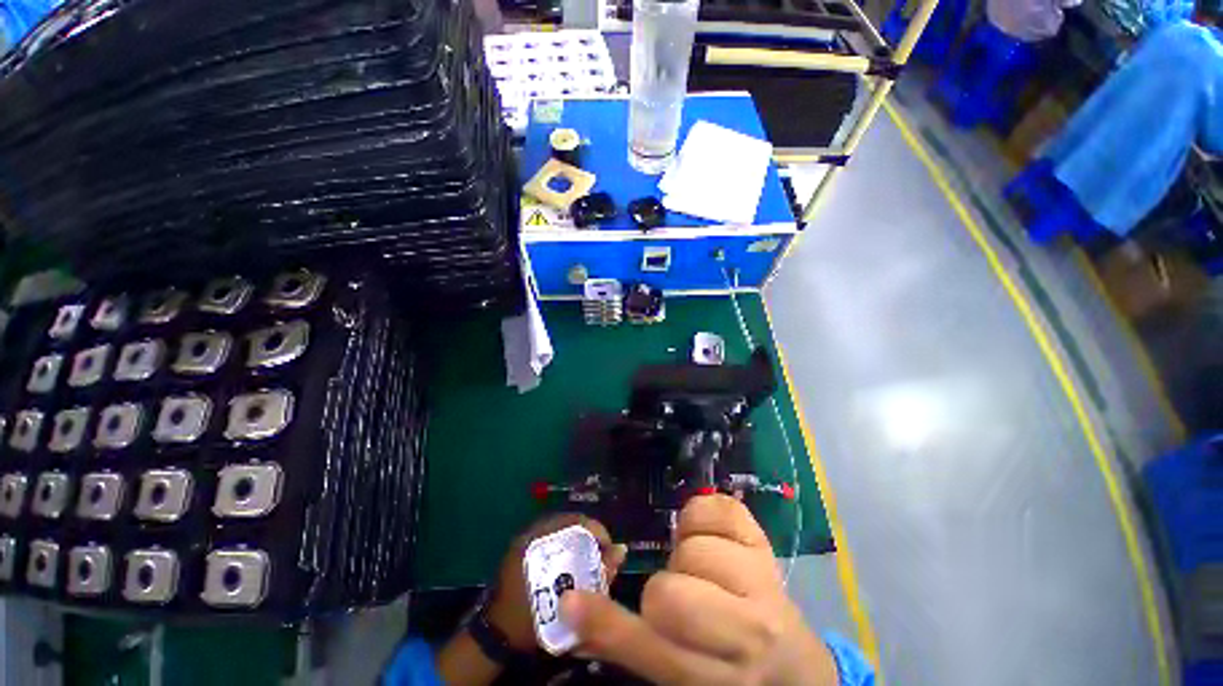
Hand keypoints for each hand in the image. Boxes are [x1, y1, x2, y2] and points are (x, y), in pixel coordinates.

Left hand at [486, 513, 627, 651]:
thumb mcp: (570, 605)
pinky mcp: (522, 545)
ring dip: (578, 538)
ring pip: (561, 526)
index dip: (597, 530)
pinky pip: (551, 534)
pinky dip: (566, 542)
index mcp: (538, 542)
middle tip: (601, 552)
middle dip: (589, 534)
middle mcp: (531, 533)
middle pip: (569, 521)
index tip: (609, 547)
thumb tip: (622, 550)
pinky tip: (573, 559)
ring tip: (590, 555)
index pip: (575, 521)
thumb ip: (599, 576)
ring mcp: (525, 538)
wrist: (496, 636)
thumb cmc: (533, 622)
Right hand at [559, 495, 837, 684]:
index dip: (606, 622)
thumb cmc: (730, 675)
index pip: (650, 647)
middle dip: (664, 590)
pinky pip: (720, 508)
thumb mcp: (680, 673)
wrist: (795, 667)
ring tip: (703, 571)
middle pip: (671, 592)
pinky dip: (703, 514)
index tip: (573, 599)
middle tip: (681, 595)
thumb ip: (629, 645)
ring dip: (687, 553)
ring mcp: (763, 583)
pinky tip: (712, 537)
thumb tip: (573, 605)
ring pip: (693, 547)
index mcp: (714, 677)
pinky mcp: (767, 546)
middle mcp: (747, 635)